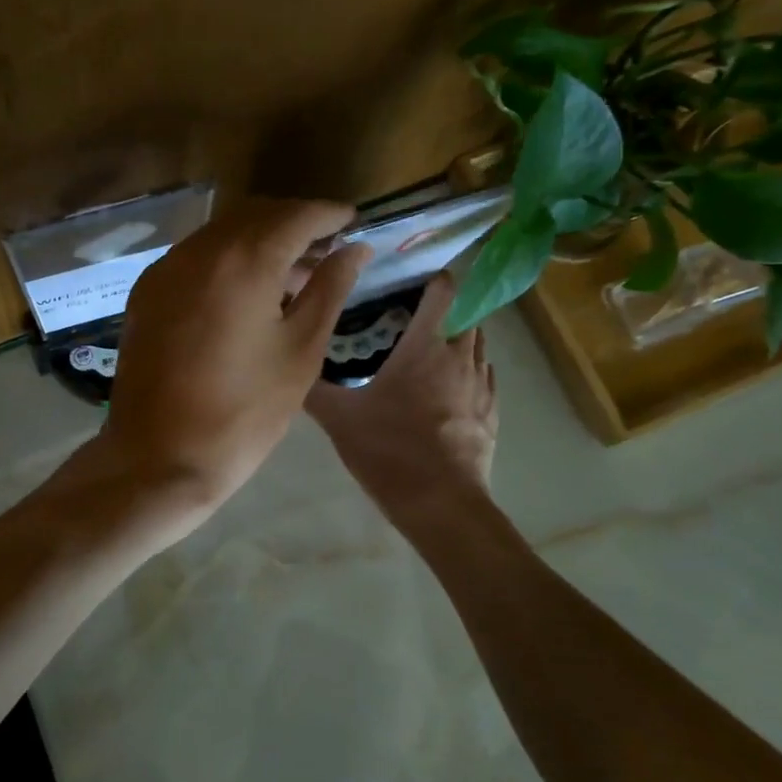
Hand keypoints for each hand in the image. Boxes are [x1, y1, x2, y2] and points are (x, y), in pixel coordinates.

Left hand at [92, 197, 370, 520]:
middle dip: (293, 222)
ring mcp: (165, 270)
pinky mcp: (146, 293)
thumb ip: (329, 289)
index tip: (352, 221)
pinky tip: (244, 290)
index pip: (295, 215)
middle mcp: (198, 251)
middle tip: (325, 249)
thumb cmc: (244, 412)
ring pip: (221, 233)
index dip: (328, 214)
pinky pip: (194, 257)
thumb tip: (354, 250)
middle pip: (254, 215)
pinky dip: (225, 258)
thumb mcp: (300, 351)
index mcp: (244, 261)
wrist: (160, 458)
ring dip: (258, 240)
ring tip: (290, 274)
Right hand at [306, 270, 497, 513]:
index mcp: (427, 346)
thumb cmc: (389, 450)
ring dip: (457, 338)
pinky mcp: (491, 413)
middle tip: (407, 315)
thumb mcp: (338, 417)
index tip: (406, 278)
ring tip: (425, 349)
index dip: (430, 277)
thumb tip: (290, 361)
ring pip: (477, 345)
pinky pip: (483, 377)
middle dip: (442, 308)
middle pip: (464, 313)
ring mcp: (482, 386)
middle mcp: (461, 357)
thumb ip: (313, 386)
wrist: (440, 504)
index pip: (444, 289)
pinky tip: (445, 389)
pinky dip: (467, 372)